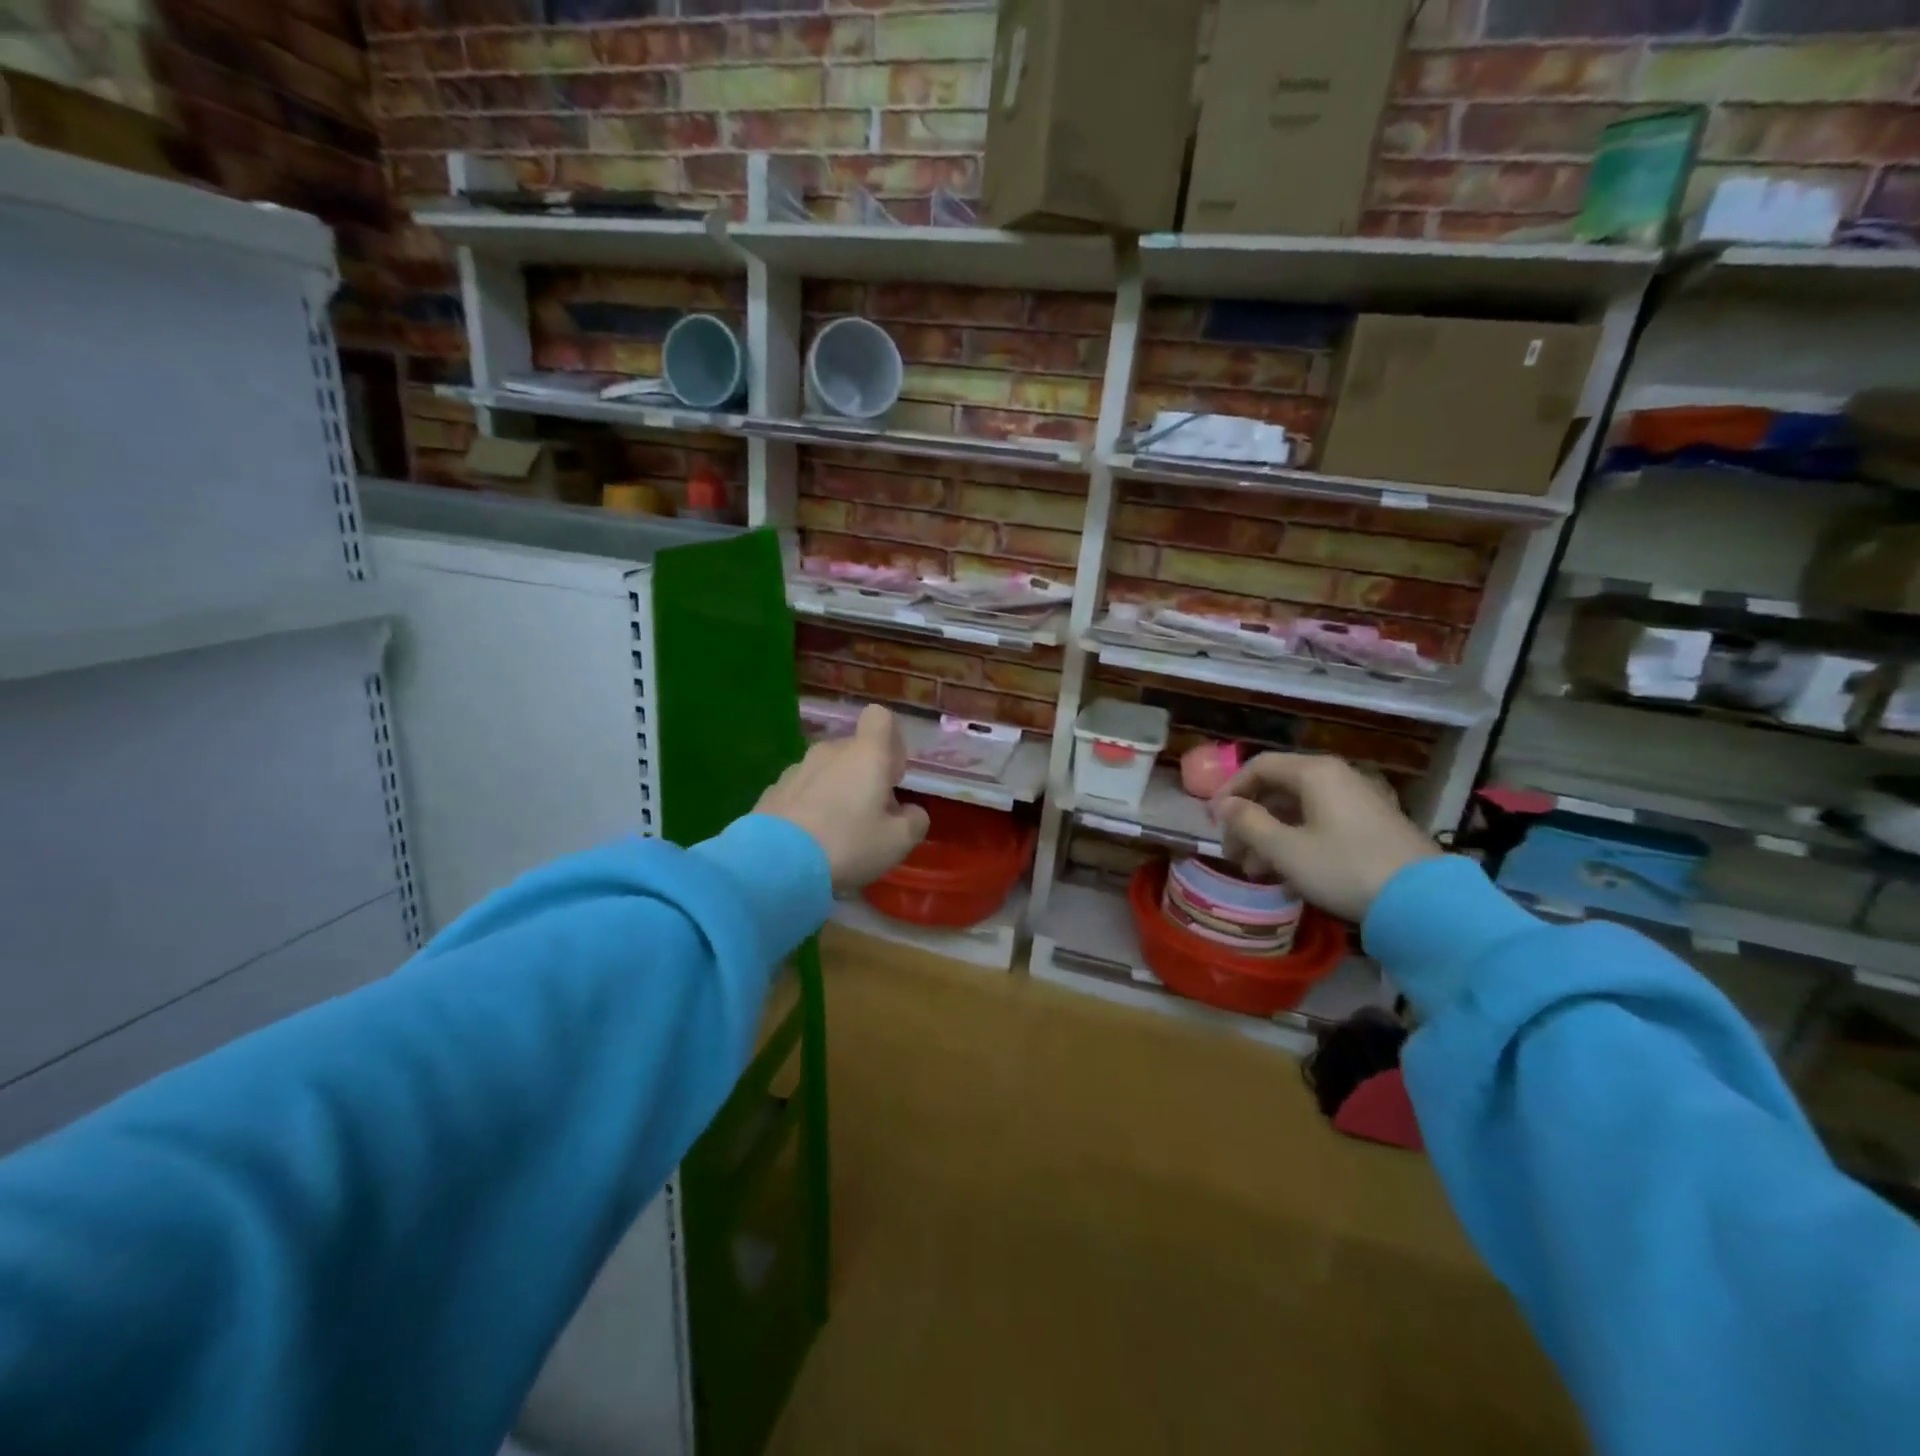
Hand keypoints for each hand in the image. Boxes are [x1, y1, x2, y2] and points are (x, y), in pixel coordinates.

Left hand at [757, 705, 929, 892]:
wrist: (773, 863)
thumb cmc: (847, 844)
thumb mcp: (897, 842)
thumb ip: (914, 821)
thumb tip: (910, 812)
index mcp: (866, 754)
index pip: (880, 717)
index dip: (891, 741)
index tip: (893, 775)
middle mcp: (830, 751)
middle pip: (854, 750)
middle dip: (865, 775)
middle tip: (870, 815)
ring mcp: (797, 769)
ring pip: (827, 771)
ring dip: (837, 791)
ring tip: (837, 832)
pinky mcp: (772, 790)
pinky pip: (802, 790)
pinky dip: (810, 806)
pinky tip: (809, 841)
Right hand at [1210, 753, 1439, 922]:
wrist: (1423, 903)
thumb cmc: (1343, 867)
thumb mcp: (1285, 849)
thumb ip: (1248, 823)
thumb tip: (1224, 805)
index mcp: (1315, 773)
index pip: (1259, 767)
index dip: (1230, 791)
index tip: (1214, 822)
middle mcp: (1337, 778)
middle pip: (1278, 790)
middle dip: (1249, 822)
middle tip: (1233, 854)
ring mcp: (1358, 803)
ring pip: (1299, 812)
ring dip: (1270, 838)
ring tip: (1256, 872)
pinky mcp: (1372, 828)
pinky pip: (1322, 826)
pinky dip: (1298, 845)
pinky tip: (1289, 879)